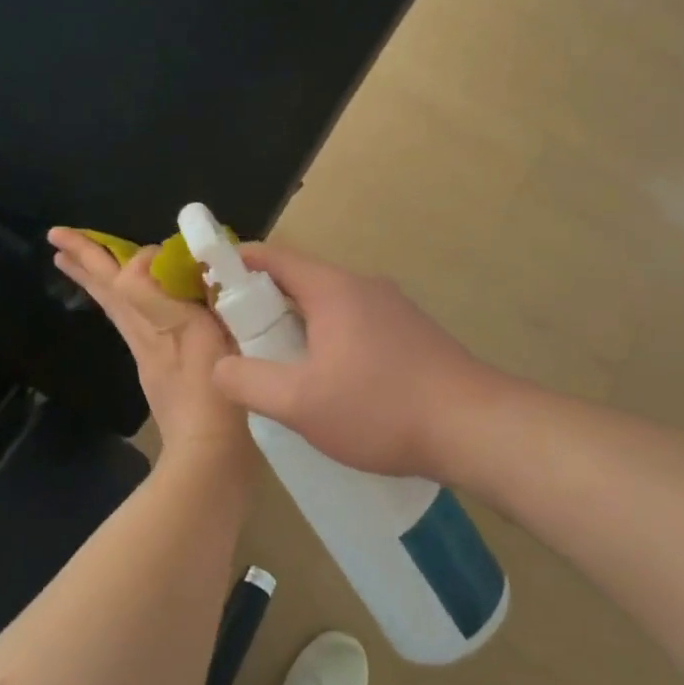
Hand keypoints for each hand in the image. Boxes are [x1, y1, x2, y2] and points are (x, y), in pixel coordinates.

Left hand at [47, 228, 254, 461]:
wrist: (209, 454)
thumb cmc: (209, 394)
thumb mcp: (192, 336)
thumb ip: (160, 298)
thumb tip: (145, 259)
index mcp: (149, 324)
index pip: (123, 278)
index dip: (122, 255)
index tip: (145, 246)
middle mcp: (142, 336)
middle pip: (108, 292)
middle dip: (86, 261)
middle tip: (56, 237)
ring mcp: (149, 356)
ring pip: (117, 308)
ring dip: (97, 281)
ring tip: (74, 262)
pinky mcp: (160, 372)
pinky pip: (134, 324)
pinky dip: (125, 304)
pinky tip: (134, 305)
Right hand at [210, 243, 498, 481]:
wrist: (475, 428)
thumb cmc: (381, 407)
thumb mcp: (300, 402)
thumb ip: (248, 381)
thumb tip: (219, 366)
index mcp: (334, 289)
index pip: (273, 257)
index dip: (236, 263)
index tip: (208, 282)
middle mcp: (364, 287)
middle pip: (300, 281)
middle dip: (263, 304)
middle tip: (238, 339)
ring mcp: (394, 310)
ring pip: (330, 307)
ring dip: (298, 327)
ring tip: (279, 367)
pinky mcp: (412, 335)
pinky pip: (355, 326)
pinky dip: (329, 341)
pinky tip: (329, 384)